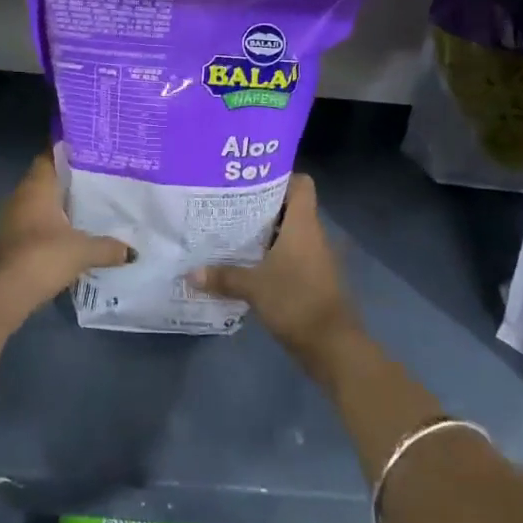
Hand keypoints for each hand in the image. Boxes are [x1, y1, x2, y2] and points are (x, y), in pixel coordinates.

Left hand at [0, 153, 129, 325]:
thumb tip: (132, 251)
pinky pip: (35, 225)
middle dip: (70, 180)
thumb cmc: (42, 257)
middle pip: (47, 179)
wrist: (2, 293)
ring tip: (91, 207)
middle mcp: (21, 196)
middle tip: (100, 179)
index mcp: (37, 186)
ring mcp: (12, 219)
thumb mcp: (82, 251)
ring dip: (60, 206)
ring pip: (40, 204)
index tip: (91, 149)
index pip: (51, 155)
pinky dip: (52, 227)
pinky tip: (72, 236)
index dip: (69, 150)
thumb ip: (108, 247)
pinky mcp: (10, 242)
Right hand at [191, 174, 361, 367]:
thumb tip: (190, 273)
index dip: (279, 176)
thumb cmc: (296, 301)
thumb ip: (223, 276)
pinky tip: (245, 263)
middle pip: (289, 207)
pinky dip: (270, 255)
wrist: (332, 346)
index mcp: (303, 225)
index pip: (301, 184)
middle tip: (228, 204)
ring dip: (264, 232)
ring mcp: (314, 258)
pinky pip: (289, 255)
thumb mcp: (253, 287)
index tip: (249, 180)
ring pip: (288, 232)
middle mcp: (312, 235)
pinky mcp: (312, 278)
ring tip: (230, 231)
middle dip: (261, 205)